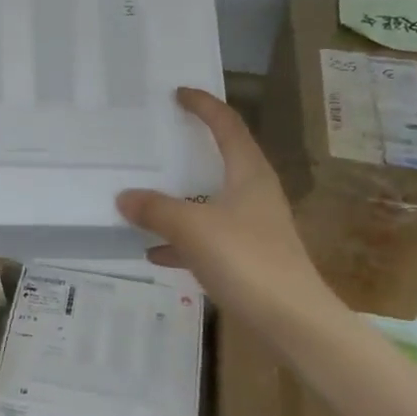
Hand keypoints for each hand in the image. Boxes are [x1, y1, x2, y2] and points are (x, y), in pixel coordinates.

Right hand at [117, 87, 339, 330]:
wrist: (292, 321)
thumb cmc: (246, 260)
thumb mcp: (193, 228)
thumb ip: (156, 210)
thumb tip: (125, 196)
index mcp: (249, 174)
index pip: (227, 125)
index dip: (204, 106)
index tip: (178, 93)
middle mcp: (253, 194)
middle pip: (219, 161)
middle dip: (188, 151)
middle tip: (155, 142)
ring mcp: (252, 227)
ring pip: (209, 203)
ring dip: (179, 200)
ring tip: (142, 198)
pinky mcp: (247, 258)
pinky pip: (206, 239)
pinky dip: (181, 241)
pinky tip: (153, 253)